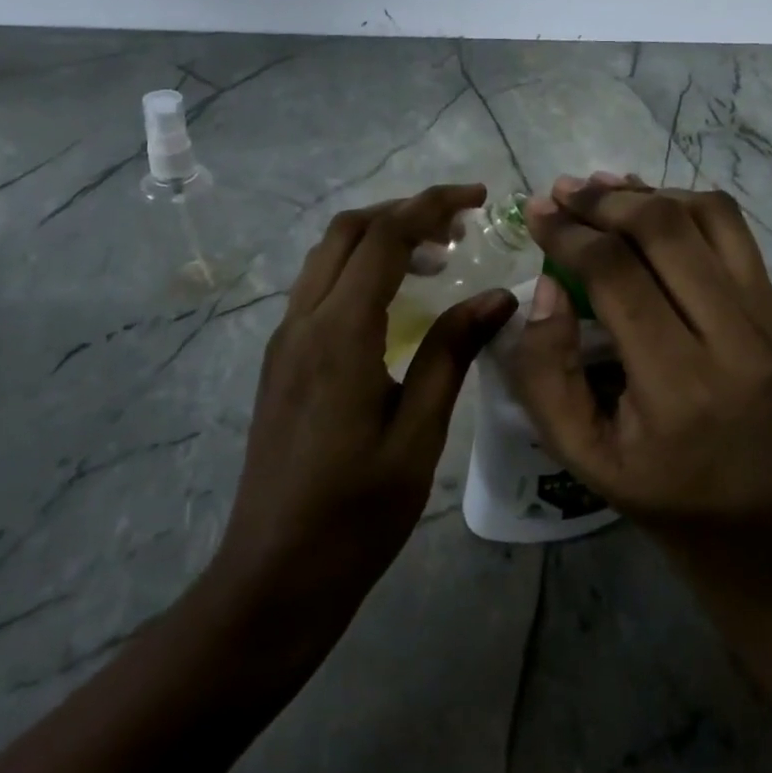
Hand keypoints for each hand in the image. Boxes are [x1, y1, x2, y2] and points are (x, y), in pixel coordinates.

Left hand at [216, 183, 517, 625]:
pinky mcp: (282, 360)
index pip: (384, 237)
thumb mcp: (419, 433)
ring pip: (328, 256)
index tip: (478, 198)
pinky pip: (320, 287)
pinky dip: (360, 269)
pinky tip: (396, 300)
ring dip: (380, 238)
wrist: (274, 574)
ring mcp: (285, 340)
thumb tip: (497, 297)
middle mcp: (303, 321)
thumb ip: (451, 353)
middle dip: (405, 212)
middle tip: (460, 227)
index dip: (432, 205)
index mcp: (338, 333)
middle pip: (348, 231)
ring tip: (437, 257)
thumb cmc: (356, 512)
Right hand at [510, 174, 771, 533]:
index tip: (536, 213)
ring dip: (647, 193)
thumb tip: (547, 284)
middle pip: (665, 230)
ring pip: (708, 215)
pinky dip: (685, 206)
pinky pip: (733, 231)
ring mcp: (770, 320)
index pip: (617, 275)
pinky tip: (648, 209)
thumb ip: (544, 369)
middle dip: (604, 201)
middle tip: (562, 192)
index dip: (569, 235)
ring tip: (601, 191)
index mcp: (679, 386)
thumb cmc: (653, 486)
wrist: (750, 517)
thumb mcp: (575, 449)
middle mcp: (735, 341)